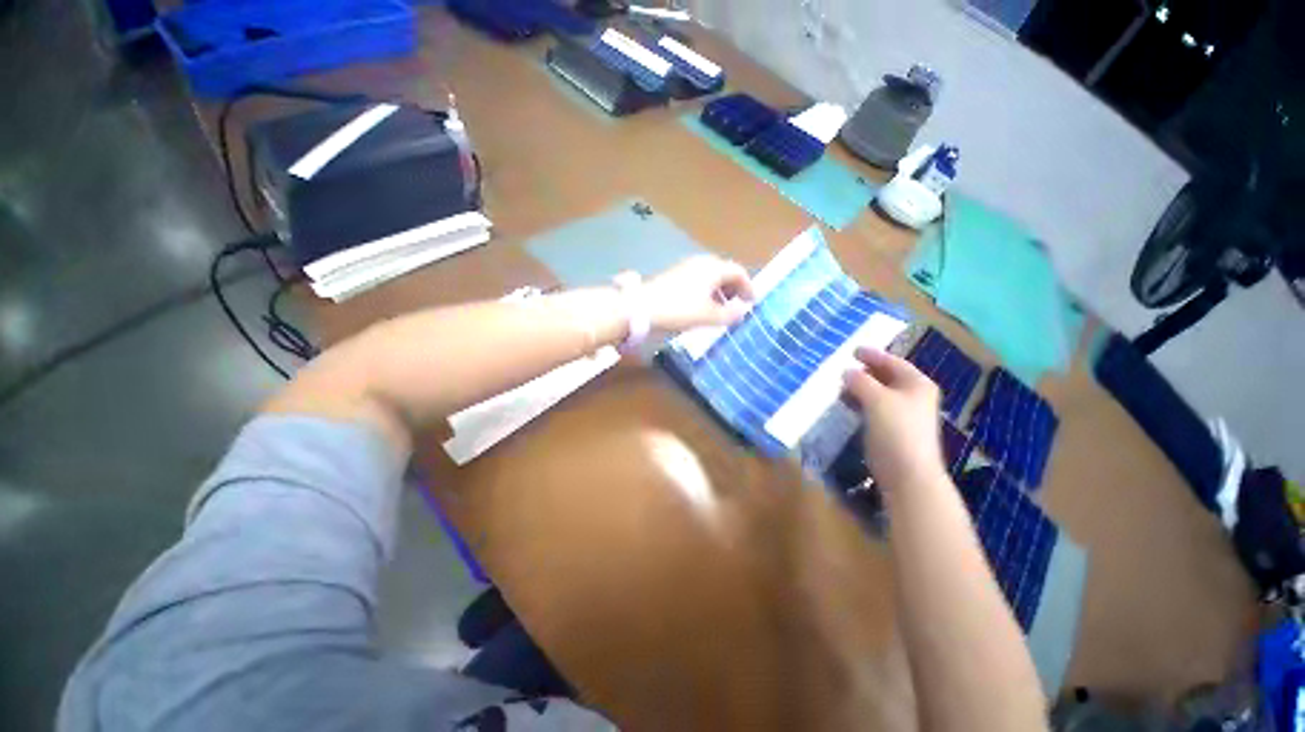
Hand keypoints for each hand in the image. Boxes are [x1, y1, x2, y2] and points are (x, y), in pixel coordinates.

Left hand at [642, 255, 755, 331]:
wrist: (641, 307)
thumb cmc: (680, 309)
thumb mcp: (708, 316)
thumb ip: (729, 314)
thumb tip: (742, 312)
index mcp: (713, 268)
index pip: (738, 271)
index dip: (748, 286)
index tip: (752, 302)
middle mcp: (700, 263)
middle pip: (724, 271)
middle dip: (734, 288)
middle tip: (737, 304)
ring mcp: (685, 268)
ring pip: (710, 276)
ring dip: (719, 291)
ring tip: (720, 309)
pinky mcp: (673, 276)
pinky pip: (697, 280)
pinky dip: (706, 291)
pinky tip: (701, 306)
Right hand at [842, 347, 945, 491]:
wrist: (908, 473)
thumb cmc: (896, 430)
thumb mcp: (877, 399)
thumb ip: (860, 381)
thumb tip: (846, 371)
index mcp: (916, 384)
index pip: (893, 362)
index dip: (873, 355)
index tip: (853, 350)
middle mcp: (913, 396)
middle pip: (887, 377)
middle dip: (866, 372)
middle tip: (845, 368)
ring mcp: (904, 414)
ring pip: (879, 393)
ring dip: (860, 388)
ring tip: (841, 386)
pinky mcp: (892, 430)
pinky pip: (874, 408)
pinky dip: (860, 403)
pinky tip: (847, 404)